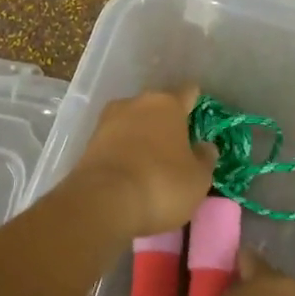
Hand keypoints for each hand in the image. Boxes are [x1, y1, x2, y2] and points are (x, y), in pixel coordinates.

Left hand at [68, 86, 216, 238]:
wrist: (102, 202)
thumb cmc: (161, 185)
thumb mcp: (198, 179)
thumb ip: (205, 158)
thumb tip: (204, 146)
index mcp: (167, 104)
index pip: (188, 93)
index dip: (195, 103)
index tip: (199, 117)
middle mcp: (136, 103)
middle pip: (157, 107)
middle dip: (166, 122)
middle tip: (177, 146)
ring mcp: (108, 120)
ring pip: (133, 122)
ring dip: (142, 136)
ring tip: (152, 161)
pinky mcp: (89, 142)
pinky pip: (115, 141)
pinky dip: (124, 151)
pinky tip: (131, 171)